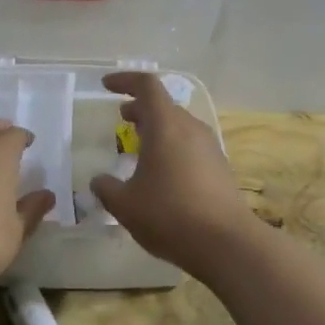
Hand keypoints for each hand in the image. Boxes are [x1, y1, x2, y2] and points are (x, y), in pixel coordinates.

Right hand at [89, 73, 250, 271]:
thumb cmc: (169, 215)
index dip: (125, 81)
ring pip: (179, 126)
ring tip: (138, 147)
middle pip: (164, 106)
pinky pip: (190, 145)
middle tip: (121, 119)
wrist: (226, 243)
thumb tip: (99, 181)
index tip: (106, 86)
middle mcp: (190, 128)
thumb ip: (106, 188)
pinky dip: (171, 147)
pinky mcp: (220, 168)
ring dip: (157, 129)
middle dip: (140, 108)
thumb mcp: (125, 204)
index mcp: (165, 125)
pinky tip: (161, 173)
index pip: (146, 86)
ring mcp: (209, 147)